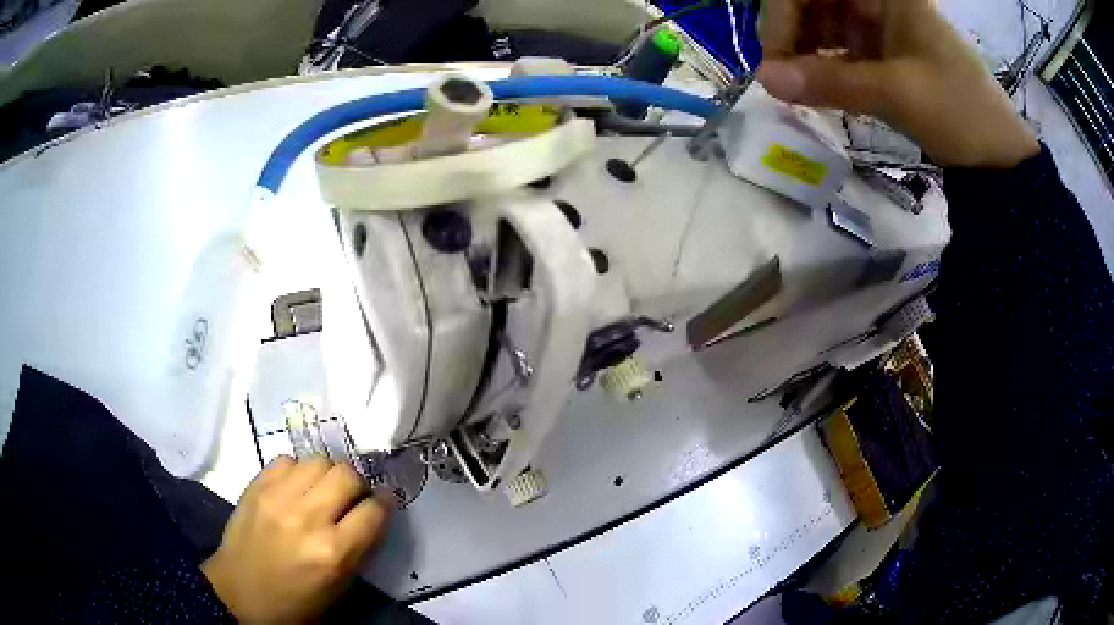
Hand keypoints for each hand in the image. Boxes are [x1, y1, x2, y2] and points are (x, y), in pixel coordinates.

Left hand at [201, 456, 391, 622]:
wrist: (240, 594)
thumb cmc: (296, 601)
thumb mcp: (339, 585)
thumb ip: (358, 547)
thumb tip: (373, 512)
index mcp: (333, 553)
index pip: (373, 510)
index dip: (384, 502)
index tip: (383, 501)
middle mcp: (308, 519)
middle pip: (347, 474)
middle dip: (357, 484)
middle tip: (351, 496)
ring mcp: (278, 498)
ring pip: (318, 460)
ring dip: (328, 473)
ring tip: (322, 489)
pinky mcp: (256, 487)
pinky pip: (286, 459)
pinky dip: (297, 470)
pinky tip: (295, 487)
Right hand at [757, 0, 1039, 168]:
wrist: (998, 157)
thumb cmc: (959, 111)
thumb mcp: (897, 93)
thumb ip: (831, 82)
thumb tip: (764, 80)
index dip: (786, 14)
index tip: (776, 58)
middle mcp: (877, 1)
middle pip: (813, 1)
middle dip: (792, 34)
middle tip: (782, 76)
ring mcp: (881, 26)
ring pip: (823, 25)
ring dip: (805, 53)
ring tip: (798, 87)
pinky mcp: (884, 53)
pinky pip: (841, 50)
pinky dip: (825, 68)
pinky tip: (818, 89)